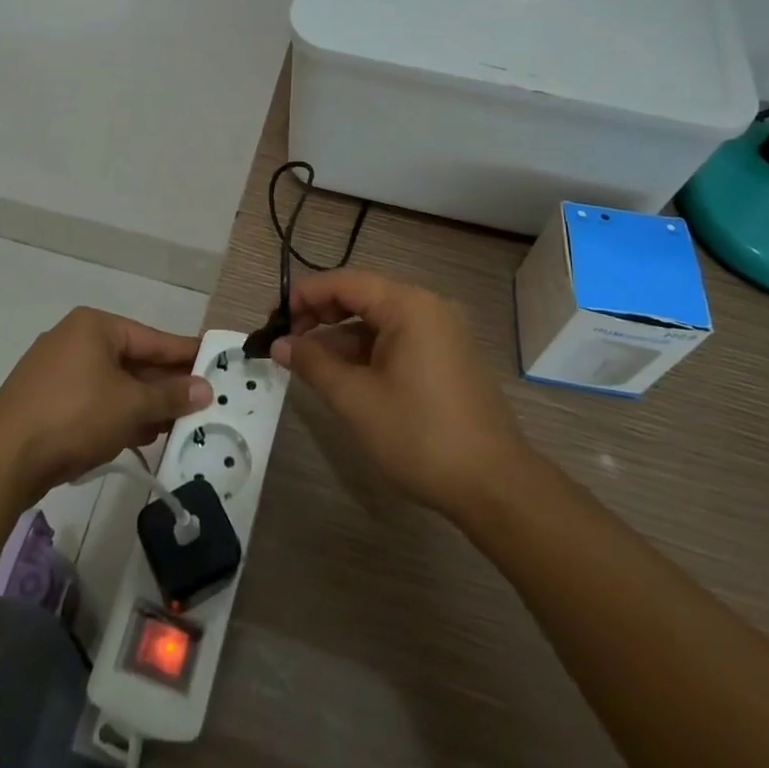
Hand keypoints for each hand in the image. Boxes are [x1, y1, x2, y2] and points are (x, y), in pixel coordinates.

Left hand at [0, 307, 210, 501]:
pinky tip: (140, 435)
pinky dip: (117, 415)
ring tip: (177, 424)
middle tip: (200, 401)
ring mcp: (55, 371)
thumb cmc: (75, 415)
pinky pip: (92, 401)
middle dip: (164, 384)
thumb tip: (204, 388)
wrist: (3, 458)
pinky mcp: (44, 401)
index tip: (213, 360)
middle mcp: (74, 340)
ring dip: (143, 404)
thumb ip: (170, 396)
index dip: (184, 353)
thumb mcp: (131, 405)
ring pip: (112, 384)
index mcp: (95, 327)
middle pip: (132, 360)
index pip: (152, 338)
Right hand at [271, 270, 526, 516]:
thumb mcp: (356, 400)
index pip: (344, 281)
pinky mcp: (446, 356)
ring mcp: (441, 332)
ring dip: (341, 336)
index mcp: (408, 305)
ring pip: (377, 320)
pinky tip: (343, 375)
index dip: (304, 295)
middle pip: (362, 295)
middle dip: (320, 314)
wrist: (494, 486)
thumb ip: (313, 363)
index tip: (274, 320)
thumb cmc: (420, 435)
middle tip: (287, 341)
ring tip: (307, 363)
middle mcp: (427, 307)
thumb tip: (279, 344)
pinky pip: (396, 339)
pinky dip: (366, 351)